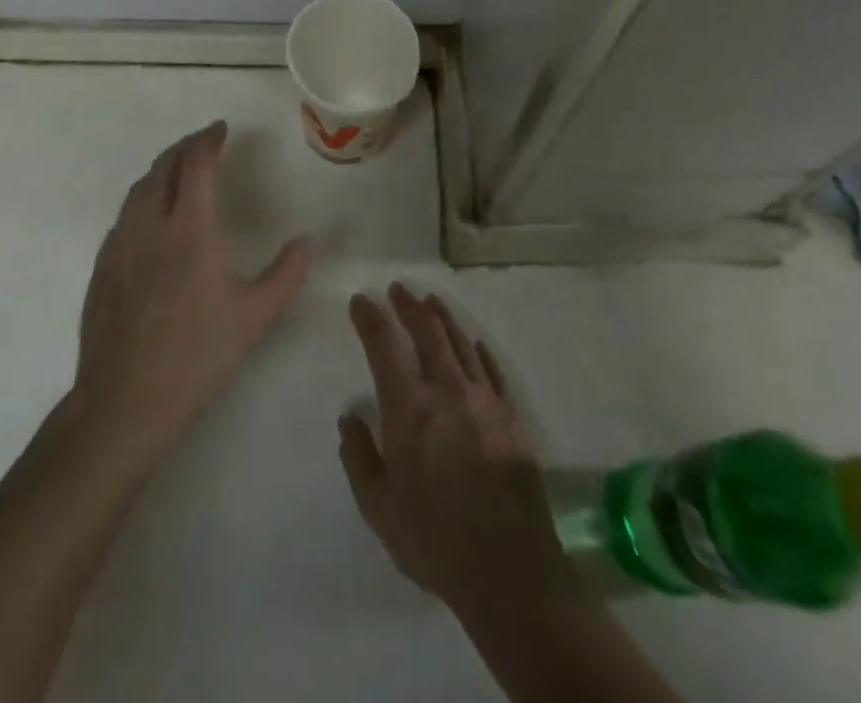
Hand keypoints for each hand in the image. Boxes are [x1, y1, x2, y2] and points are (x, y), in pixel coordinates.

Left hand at [74, 121, 311, 461]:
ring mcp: (119, 246)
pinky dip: (142, 200)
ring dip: (160, 171)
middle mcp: (149, 225)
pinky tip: (150, 219)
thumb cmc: (197, 355)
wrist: (125, 401)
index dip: (208, 140)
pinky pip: (123, 217)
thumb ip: (286, 273)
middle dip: (183, 148)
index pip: (196, 165)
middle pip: (162, 168)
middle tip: (203, 144)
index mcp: (189, 229)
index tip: (220, 129)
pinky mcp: (101, 269)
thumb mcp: (255, 316)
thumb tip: (309, 242)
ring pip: (138, 190)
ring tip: (177, 172)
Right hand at [339, 284, 574, 618]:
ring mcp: (484, 401)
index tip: (361, 300)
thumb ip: (359, 457)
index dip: (370, 318)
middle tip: (398, 289)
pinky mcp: (511, 418)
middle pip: (427, 332)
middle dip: (409, 306)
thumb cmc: (434, 540)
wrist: (509, 571)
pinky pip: (493, 371)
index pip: (383, 346)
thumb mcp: (378, 507)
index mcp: (409, 408)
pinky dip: (480, 351)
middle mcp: (446, 391)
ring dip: (444, 318)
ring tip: (432, 301)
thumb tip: (349, 417)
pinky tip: (475, 343)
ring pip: (461, 343)